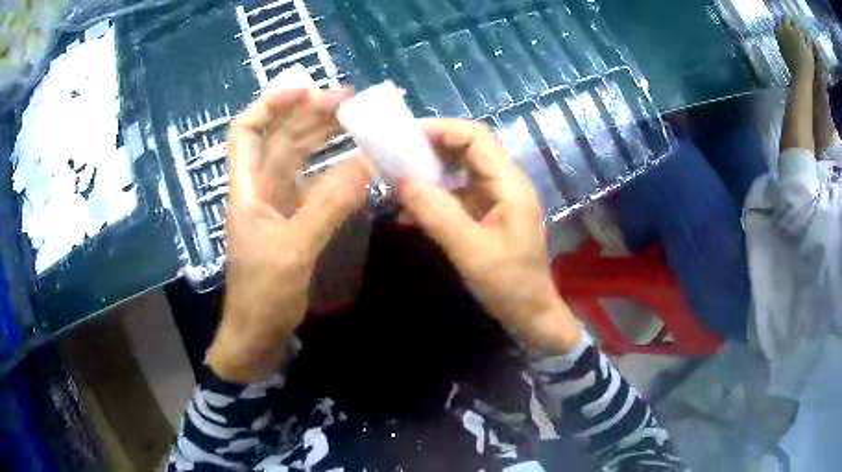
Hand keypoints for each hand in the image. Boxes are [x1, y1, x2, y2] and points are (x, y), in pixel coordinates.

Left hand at [207, 89, 369, 382]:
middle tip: (352, 101)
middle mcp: (261, 189)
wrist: (258, 337)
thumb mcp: (293, 251)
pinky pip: (315, 184)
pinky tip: (355, 162)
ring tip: (357, 120)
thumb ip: (327, 206)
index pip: (244, 131)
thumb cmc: (263, 297)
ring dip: (324, 136)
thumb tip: (366, 162)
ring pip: (299, 158)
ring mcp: (280, 205)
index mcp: (247, 189)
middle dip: (310, 114)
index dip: (269, 105)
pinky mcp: (296, 221)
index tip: (305, 91)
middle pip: (280, 138)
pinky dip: (334, 170)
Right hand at [398, 119, 580, 353]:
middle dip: (430, 149)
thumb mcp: (471, 250)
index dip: (441, 129)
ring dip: (429, 173)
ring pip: (459, 171)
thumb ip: (437, 213)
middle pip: (467, 149)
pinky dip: (434, 197)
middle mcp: (504, 183)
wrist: (530, 314)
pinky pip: (457, 195)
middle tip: (395, 156)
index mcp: (509, 184)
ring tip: (397, 181)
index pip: (476, 137)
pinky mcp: (487, 214)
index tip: (405, 137)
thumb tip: (401, 180)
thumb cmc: (509, 284)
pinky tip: (410, 212)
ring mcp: (496, 198)